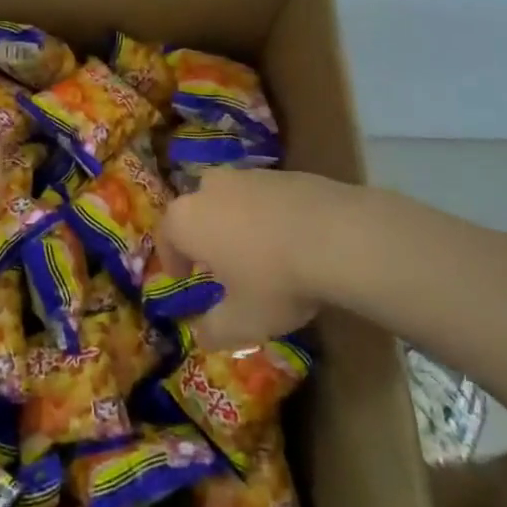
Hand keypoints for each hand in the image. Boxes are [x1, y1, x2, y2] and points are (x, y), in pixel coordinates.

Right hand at [156, 167, 357, 348]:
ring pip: (232, 198)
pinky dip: (269, 215)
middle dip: (203, 233)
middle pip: (198, 208)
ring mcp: (251, 175)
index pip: (166, 235)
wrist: (339, 237)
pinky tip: (291, 240)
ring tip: (257, 252)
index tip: (183, 277)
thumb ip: (214, 329)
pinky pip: (266, 196)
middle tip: (219, 262)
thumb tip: (202, 334)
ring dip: (237, 221)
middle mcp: (212, 188)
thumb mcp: (242, 321)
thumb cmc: (275, 281)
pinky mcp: (287, 173)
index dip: (172, 258)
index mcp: (188, 219)